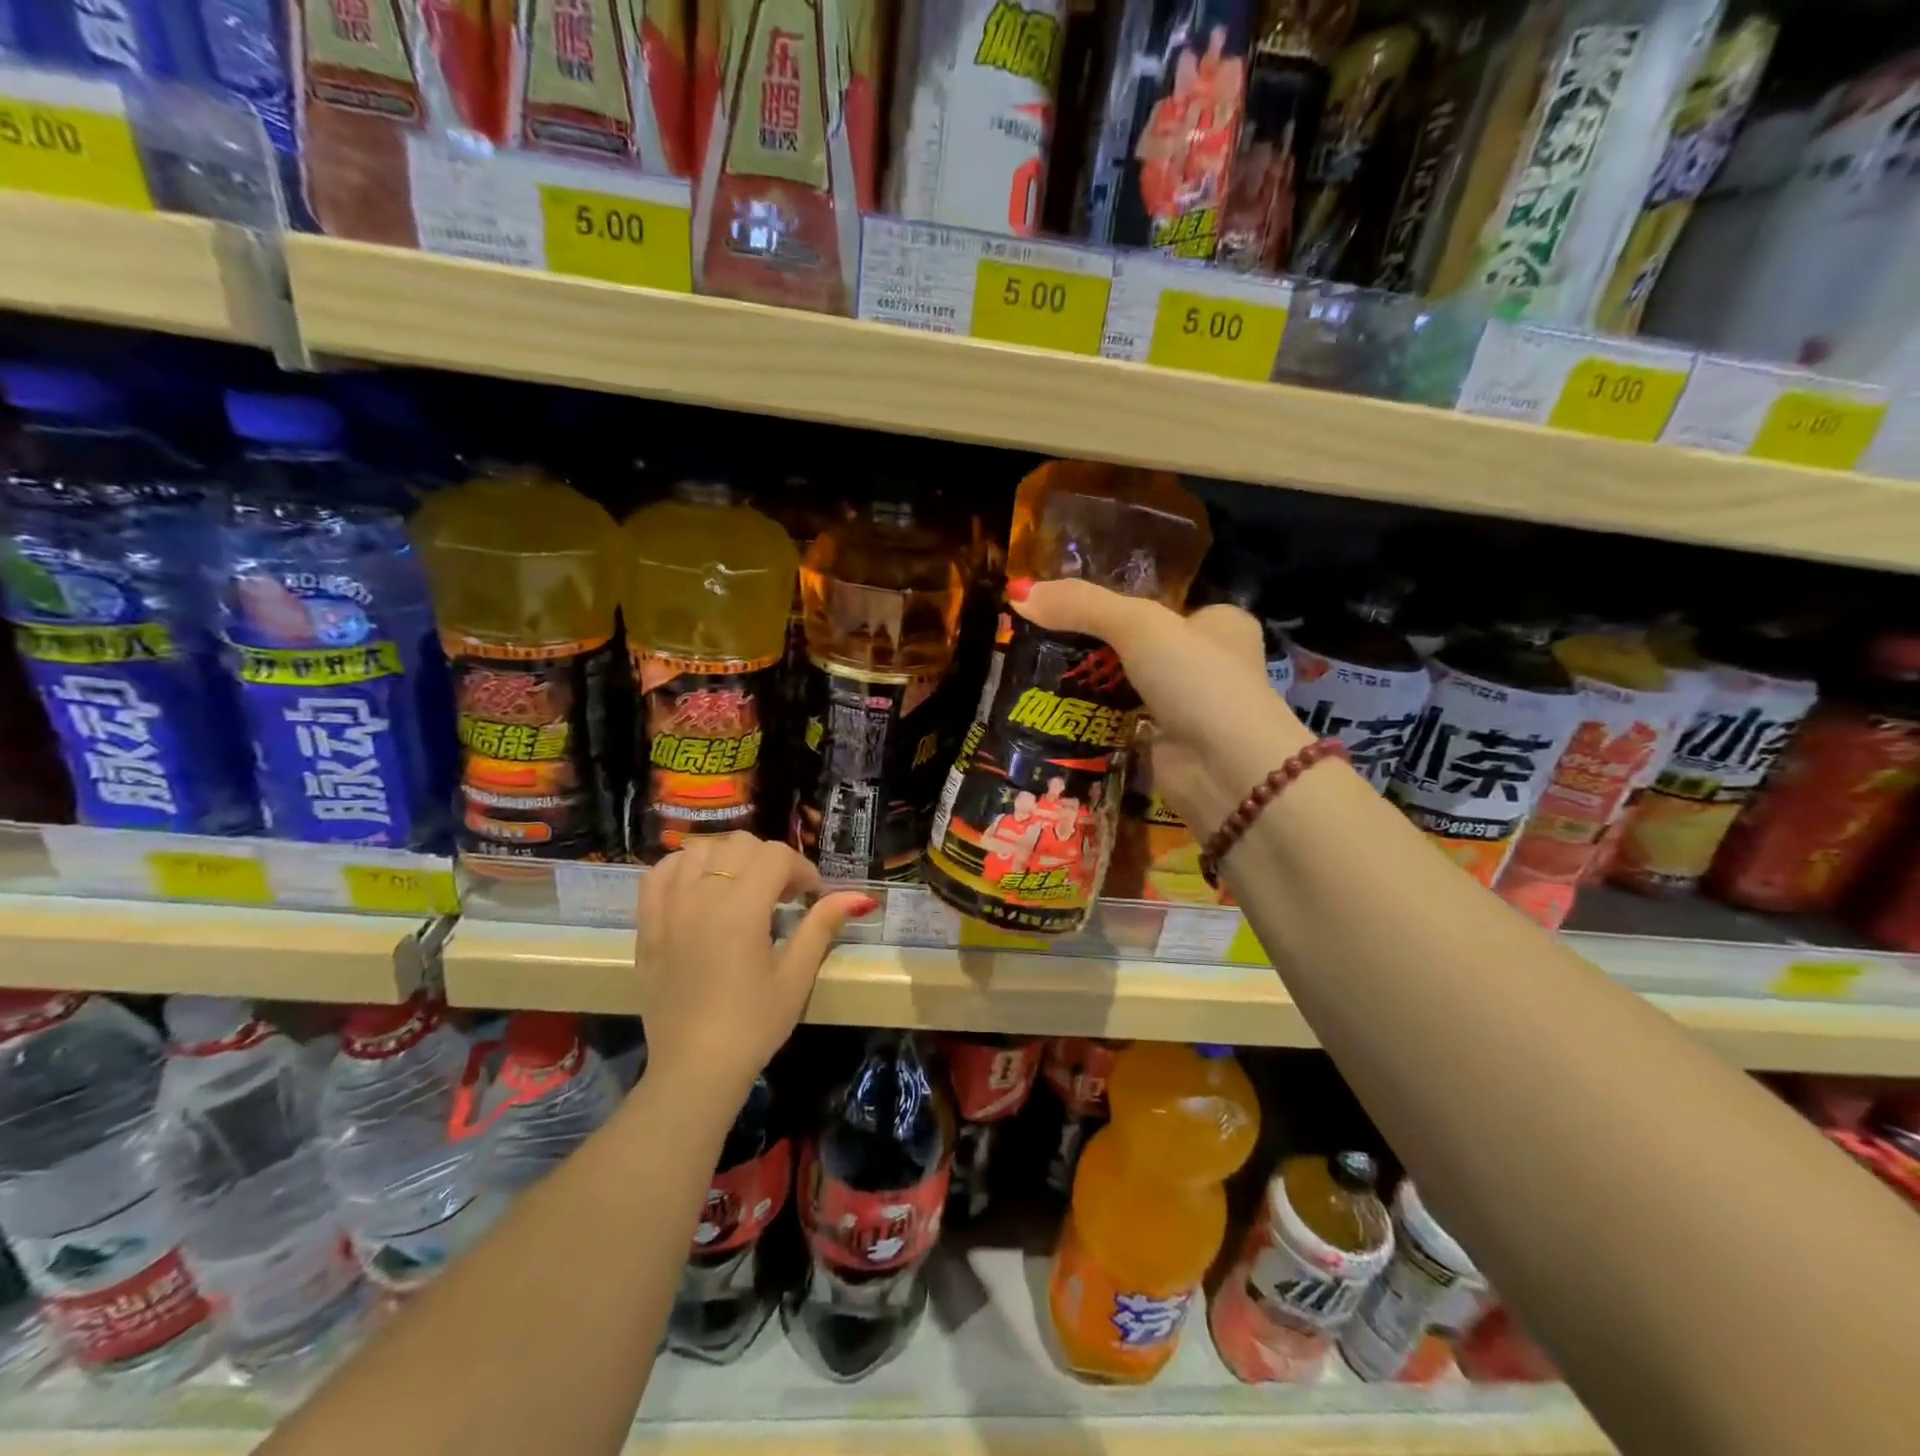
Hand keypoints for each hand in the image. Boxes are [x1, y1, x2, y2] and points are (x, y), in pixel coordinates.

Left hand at [635, 834, 873, 1107]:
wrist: (695, 1068)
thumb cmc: (753, 1024)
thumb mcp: (796, 976)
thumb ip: (822, 925)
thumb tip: (859, 896)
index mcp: (741, 910)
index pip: (775, 856)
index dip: (801, 869)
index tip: (810, 896)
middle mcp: (701, 897)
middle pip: (739, 844)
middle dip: (768, 860)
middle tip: (781, 894)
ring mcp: (669, 908)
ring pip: (699, 850)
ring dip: (728, 859)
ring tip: (741, 889)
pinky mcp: (647, 925)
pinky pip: (660, 873)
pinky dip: (683, 868)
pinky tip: (700, 888)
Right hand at [1009, 577, 1313, 833]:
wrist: (1227, 771)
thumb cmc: (1197, 681)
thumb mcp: (1139, 626)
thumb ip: (1081, 605)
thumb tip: (1019, 592)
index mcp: (1219, 622)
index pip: (1159, 604)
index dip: (1113, 602)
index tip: (1063, 605)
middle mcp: (1209, 663)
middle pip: (1138, 645)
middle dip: (1094, 645)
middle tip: (1041, 638)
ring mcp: (1189, 707)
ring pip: (1127, 685)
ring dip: (1090, 683)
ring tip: (1036, 670)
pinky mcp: (1167, 745)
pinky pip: (1121, 722)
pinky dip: (1093, 717)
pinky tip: (1055, 709)